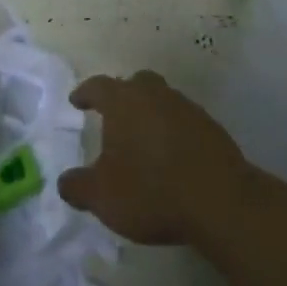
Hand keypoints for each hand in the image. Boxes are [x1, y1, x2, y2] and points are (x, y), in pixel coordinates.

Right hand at [57, 70, 255, 245]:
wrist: (221, 201)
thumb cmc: (151, 191)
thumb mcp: (101, 197)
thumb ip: (77, 187)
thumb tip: (66, 182)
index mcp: (123, 101)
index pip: (98, 86)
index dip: (85, 93)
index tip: (77, 101)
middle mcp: (155, 95)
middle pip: (136, 84)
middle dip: (123, 96)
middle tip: (113, 116)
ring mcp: (187, 109)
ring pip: (162, 100)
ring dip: (150, 114)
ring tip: (143, 140)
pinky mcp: (212, 128)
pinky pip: (184, 122)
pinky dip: (173, 132)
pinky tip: (171, 156)